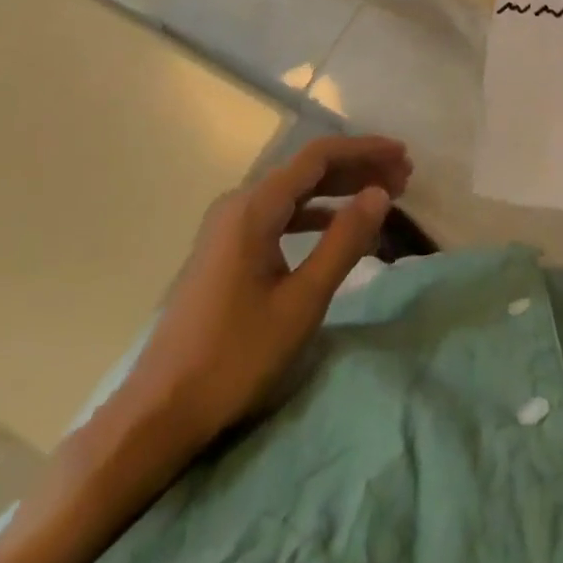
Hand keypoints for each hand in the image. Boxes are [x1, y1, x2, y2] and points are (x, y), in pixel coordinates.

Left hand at [0, 135, 413, 562]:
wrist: (159, 412)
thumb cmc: (235, 357)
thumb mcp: (302, 301)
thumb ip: (344, 242)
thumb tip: (380, 194)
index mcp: (254, 207)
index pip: (319, 157)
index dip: (365, 150)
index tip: (403, 155)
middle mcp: (238, 204)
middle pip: (306, 170)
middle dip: (357, 168)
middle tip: (403, 177)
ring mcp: (227, 228)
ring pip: (293, 192)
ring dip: (338, 190)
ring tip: (380, 196)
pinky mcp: (225, 251)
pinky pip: (278, 215)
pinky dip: (314, 214)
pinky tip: (337, 228)